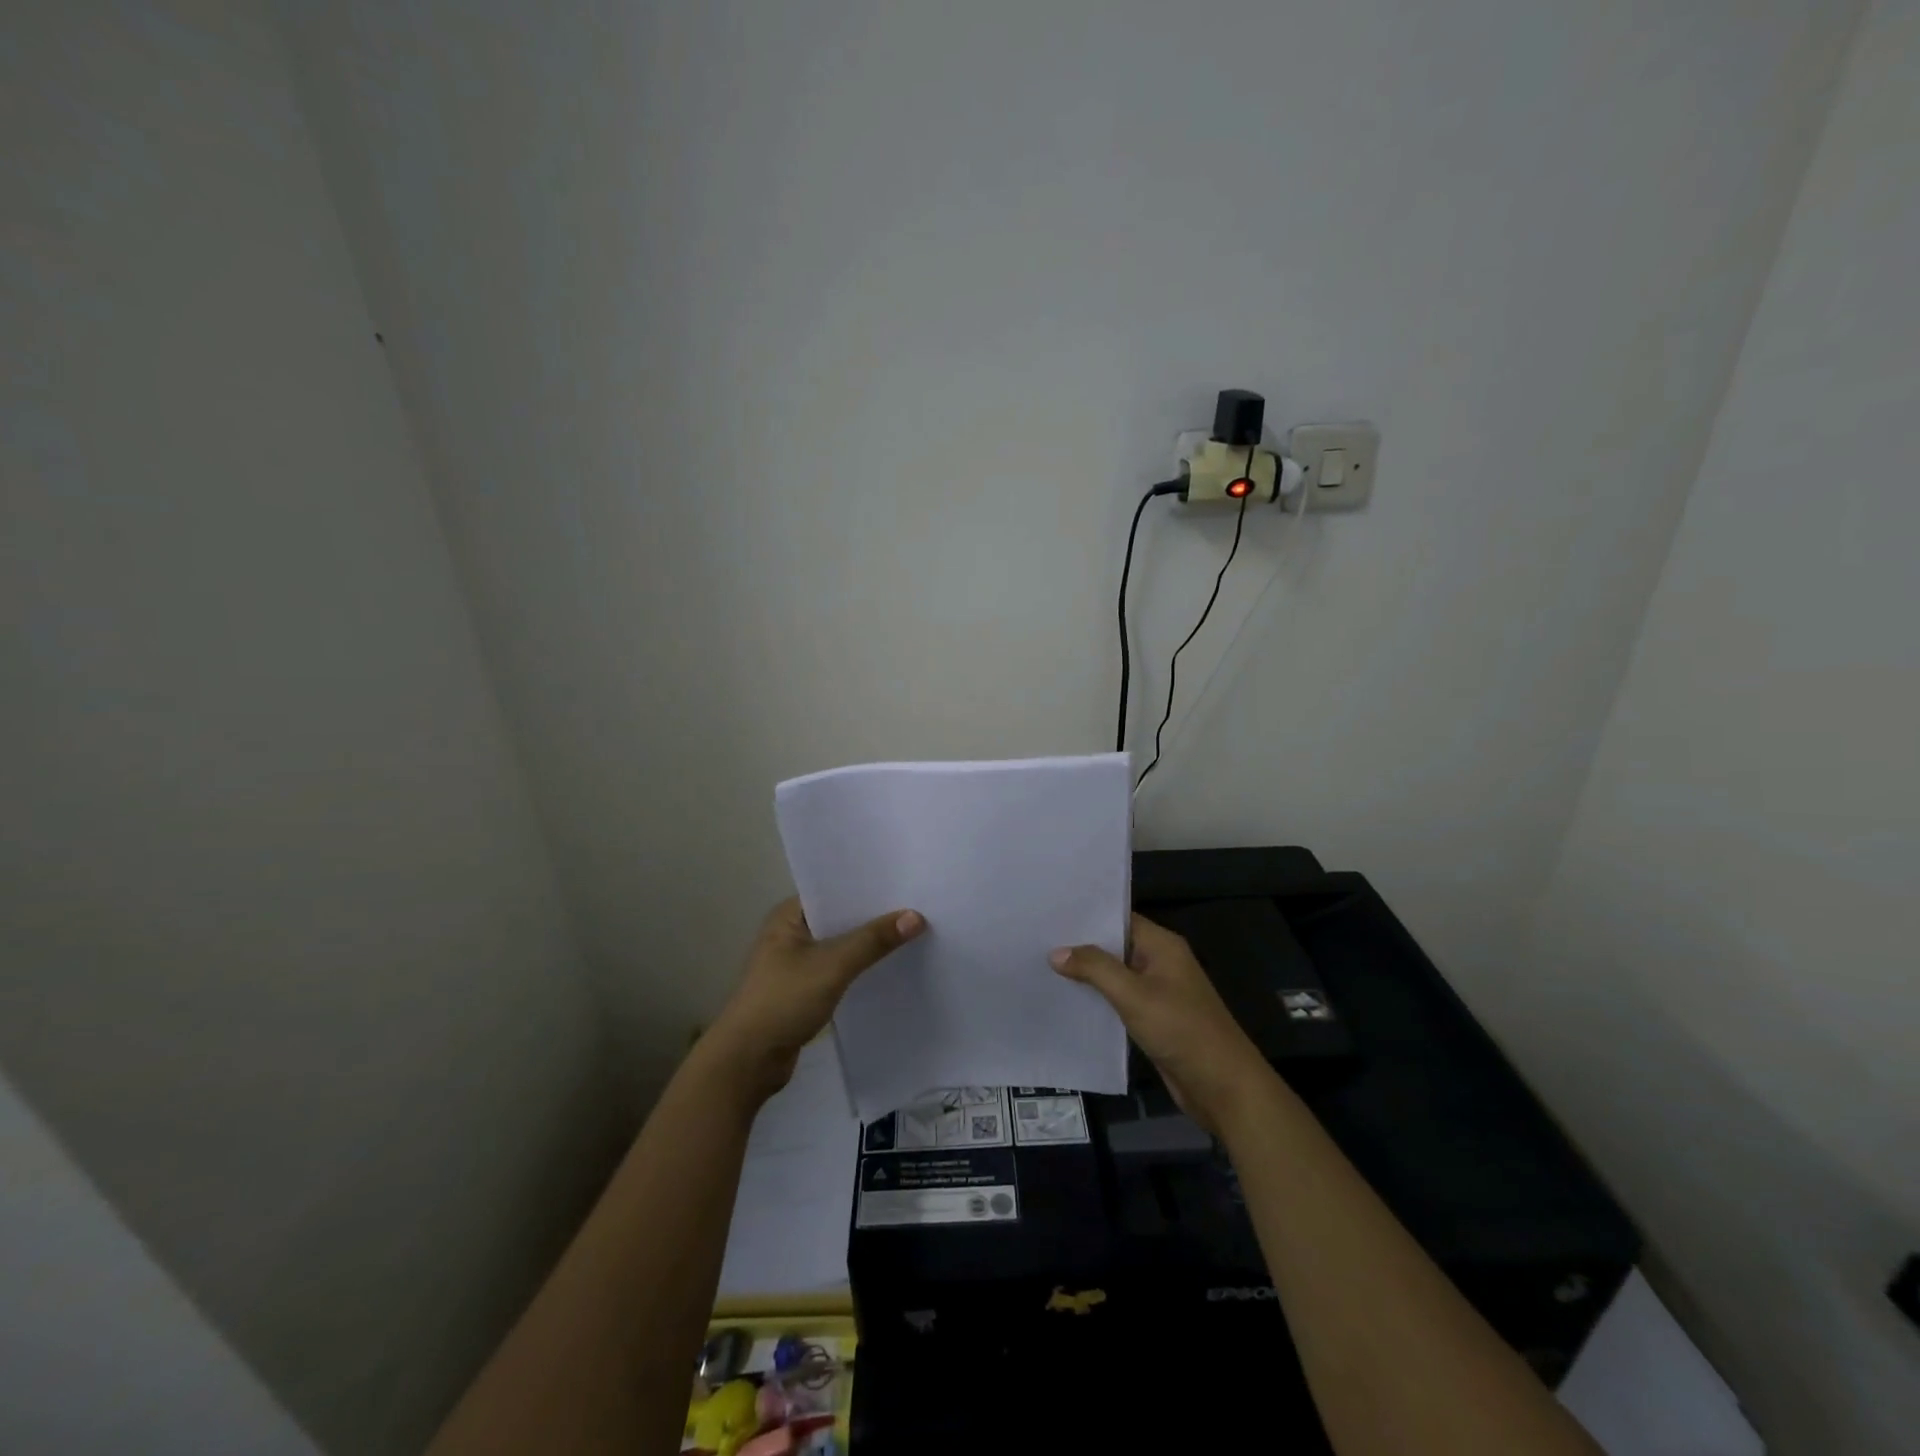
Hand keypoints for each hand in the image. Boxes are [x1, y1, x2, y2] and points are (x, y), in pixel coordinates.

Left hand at [703, 897, 924, 1103]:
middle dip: (873, 916)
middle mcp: (790, 933)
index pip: (833, 890)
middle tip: (918, 906)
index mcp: (788, 915)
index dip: (867, 886)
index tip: (904, 882)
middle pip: (840, 917)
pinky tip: (890, 967)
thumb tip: (916, 916)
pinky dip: (860, 967)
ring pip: (841, 945)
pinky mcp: (804, 990)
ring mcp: (796, 963)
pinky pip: (839, 969)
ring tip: (912, 932)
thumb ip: (873, 940)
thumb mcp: (832, 965)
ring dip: (868, 944)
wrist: (748, 1062)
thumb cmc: (783, 1001)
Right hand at [1050, 913, 1271, 1135]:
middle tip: (1037, 939)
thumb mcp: (1134, 995)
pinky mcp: (1154, 1018)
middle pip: (1115, 946)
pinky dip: (1098, 998)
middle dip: (1081, 945)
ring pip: (1115, 975)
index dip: (1087, 916)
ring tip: (1042, 966)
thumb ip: (1095, 969)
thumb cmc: (1181, 1029)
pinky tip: (1067, 1000)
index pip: (1119, 919)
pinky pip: (1120, 1000)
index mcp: (1163, 945)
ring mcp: (1158, 992)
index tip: (1050, 914)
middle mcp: (1160, 962)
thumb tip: (1056, 952)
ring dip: (1087, 974)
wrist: (1223, 1086)